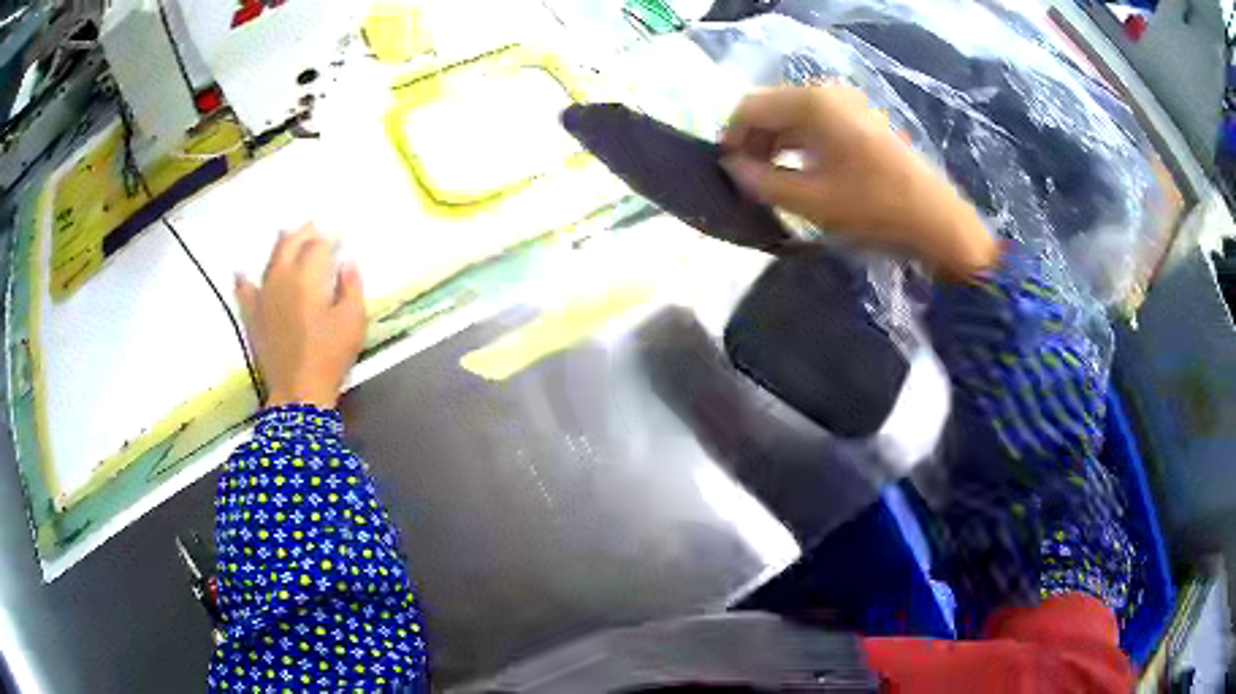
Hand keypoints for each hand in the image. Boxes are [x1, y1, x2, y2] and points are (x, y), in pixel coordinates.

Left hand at [236, 223, 365, 408]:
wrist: (298, 392)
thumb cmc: (329, 356)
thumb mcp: (353, 321)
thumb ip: (351, 287)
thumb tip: (348, 263)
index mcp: (308, 277)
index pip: (319, 246)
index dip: (330, 238)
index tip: (339, 235)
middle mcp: (282, 278)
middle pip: (291, 245)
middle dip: (304, 233)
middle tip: (314, 227)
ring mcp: (263, 296)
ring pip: (270, 261)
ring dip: (280, 245)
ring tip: (286, 235)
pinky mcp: (253, 316)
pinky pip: (244, 292)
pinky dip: (243, 281)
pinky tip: (240, 273)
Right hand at [721, 86, 997, 279]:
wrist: (938, 222)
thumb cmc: (874, 208)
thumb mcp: (810, 200)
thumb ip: (761, 182)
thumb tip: (732, 169)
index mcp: (812, 102)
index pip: (750, 107)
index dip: (731, 138)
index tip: (726, 172)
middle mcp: (827, 92)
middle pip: (772, 108)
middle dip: (753, 141)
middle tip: (747, 180)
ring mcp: (848, 103)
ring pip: (793, 116)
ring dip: (775, 144)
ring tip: (771, 181)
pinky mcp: (862, 120)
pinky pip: (816, 123)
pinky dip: (799, 144)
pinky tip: (800, 172)